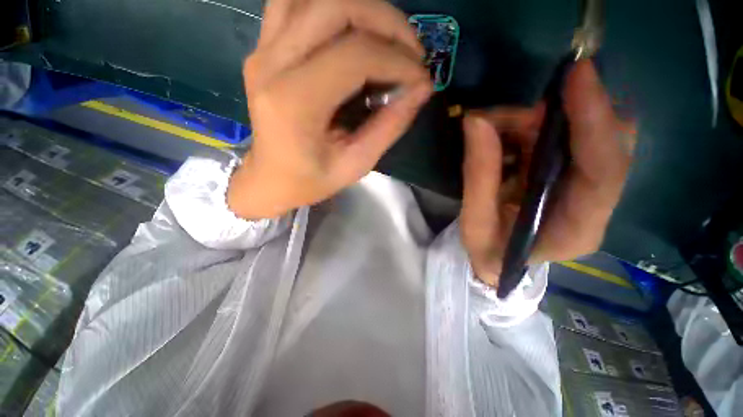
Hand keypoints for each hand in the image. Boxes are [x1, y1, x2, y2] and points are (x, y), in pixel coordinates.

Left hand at [228, 0, 431, 218]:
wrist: (271, 179)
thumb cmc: (311, 180)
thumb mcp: (356, 164)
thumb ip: (389, 126)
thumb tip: (421, 89)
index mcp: (295, 102)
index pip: (356, 55)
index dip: (398, 60)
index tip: (421, 79)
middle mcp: (271, 63)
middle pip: (336, 6)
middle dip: (387, 22)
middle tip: (412, 52)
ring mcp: (262, 49)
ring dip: (362, 9)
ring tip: (386, 40)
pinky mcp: (263, 47)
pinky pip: (295, 2)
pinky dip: (331, 7)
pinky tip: (351, 32)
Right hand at [460, 60, 634, 285]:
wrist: (497, 261)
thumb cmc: (488, 251)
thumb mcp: (475, 222)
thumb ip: (478, 176)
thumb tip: (477, 122)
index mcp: (578, 228)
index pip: (604, 170)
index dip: (595, 121)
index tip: (577, 77)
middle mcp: (595, 206)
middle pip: (605, 144)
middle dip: (561, 114)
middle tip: (509, 110)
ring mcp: (585, 189)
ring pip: (584, 135)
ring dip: (542, 119)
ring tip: (498, 122)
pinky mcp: (570, 178)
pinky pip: (564, 139)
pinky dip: (537, 126)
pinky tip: (508, 130)